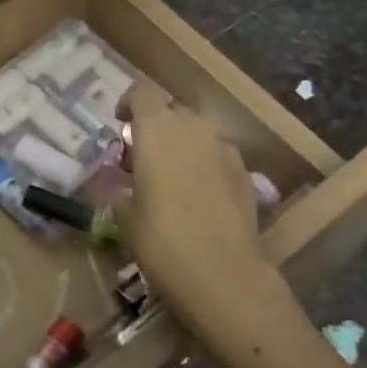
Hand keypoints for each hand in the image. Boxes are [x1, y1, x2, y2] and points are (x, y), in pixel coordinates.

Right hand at [117, 83, 292, 357]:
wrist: (223, 274)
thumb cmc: (161, 240)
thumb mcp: (126, 217)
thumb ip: (124, 191)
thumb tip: (126, 190)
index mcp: (157, 129)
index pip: (141, 93)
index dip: (128, 104)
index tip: (120, 124)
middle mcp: (193, 127)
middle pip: (172, 110)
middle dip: (156, 127)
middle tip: (142, 158)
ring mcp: (224, 148)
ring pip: (198, 132)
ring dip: (182, 145)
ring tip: (171, 178)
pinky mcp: (246, 172)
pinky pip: (218, 155)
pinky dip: (205, 165)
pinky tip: (200, 197)